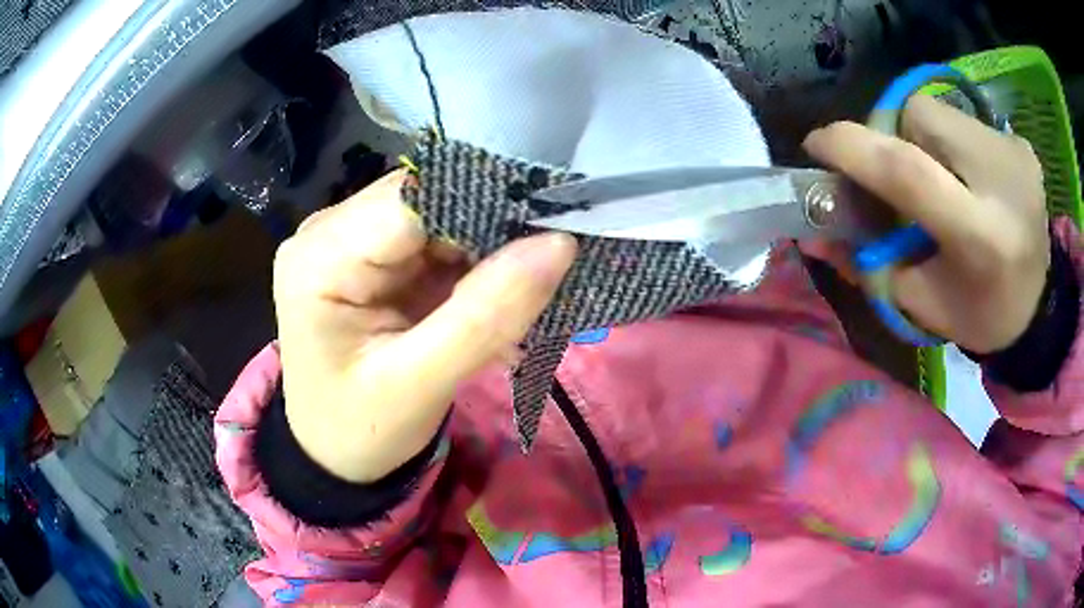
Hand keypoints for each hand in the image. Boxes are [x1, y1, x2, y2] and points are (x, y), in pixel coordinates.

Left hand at [273, 171, 576, 481]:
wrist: (331, 454)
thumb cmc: (360, 430)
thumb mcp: (420, 384)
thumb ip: (486, 316)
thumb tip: (559, 243)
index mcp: (320, 257)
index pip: (414, 198)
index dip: (485, 204)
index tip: (551, 229)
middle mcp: (328, 232)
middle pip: (427, 200)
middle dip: (490, 228)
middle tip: (549, 265)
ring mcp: (349, 240)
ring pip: (438, 217)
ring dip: (487, 247)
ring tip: (527, 286)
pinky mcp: (372, 257)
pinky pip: (434, 240)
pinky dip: (473, 263)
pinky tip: (498, 293)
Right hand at [803, 95, 1048, 353]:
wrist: (1040, 306)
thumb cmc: (980, 314)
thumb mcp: (921, 303)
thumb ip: (868, 265)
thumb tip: (813, 234)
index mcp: (980, 238)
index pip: (908, 171)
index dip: (852, 148)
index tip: (816, 145)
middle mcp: (1002, 181)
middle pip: (918, 117)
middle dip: (893, 138)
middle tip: (901, 176)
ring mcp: (1015, 153)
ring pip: (937, 111)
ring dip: (923, 139)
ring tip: (942, 179)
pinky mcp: (1020, 143)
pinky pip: (964, 119)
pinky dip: (952, 141)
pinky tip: (970, 178)